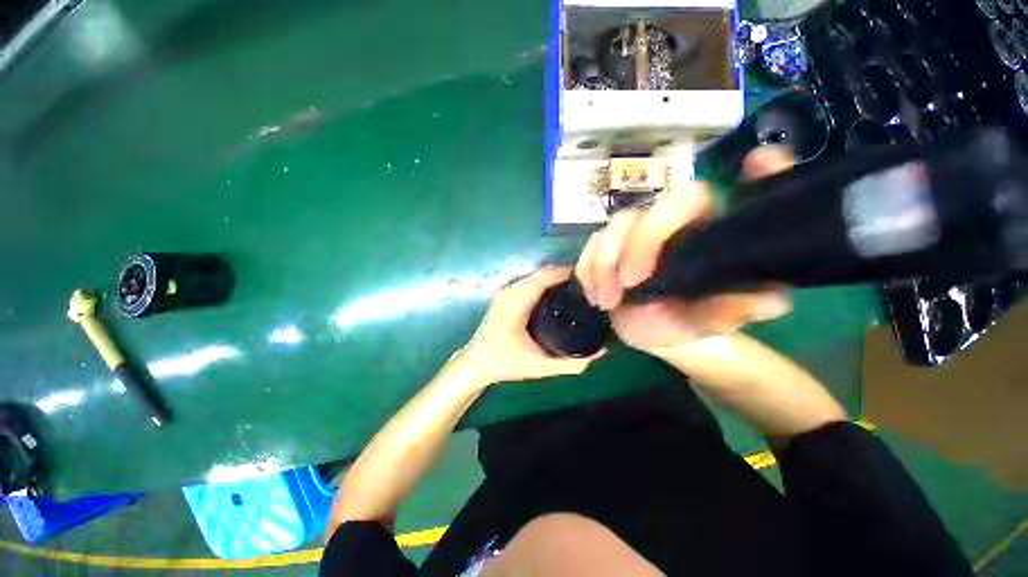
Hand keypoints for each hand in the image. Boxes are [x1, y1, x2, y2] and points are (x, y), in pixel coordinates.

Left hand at [459, 266, 604, 383]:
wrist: (474, 364)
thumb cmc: (503, 363)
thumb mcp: (540, 366)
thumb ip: (572, 363)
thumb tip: (601, 352)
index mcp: (517, 301)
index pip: (546, 276)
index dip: (568, 273)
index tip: (591, 281)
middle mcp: (511, 290)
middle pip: (542, 272)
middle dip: (565, 276)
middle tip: (588, 288)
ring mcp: (506, 291)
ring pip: (536, 276)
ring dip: (555, 279)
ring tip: (577, 291)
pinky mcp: (505, 296)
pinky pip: (529, 283)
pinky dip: (545, 284)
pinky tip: (557, 297)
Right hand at [575, 147, 795, 352]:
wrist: (644, 331)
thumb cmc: (682, 323)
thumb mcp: (708, 323)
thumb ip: (732, 310)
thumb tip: (774, 301)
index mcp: (706, 233)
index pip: (725, 198)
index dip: (748, 172)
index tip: (756, 162)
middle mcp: (672, 224)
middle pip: (656, 208)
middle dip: (637, 245)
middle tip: (629, 285)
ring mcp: (635, 232)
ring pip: (615, 225)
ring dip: (604, 265)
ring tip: (607, 301)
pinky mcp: (606, 246)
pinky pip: (590, 248)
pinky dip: (587, 271)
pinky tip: (595, 295)